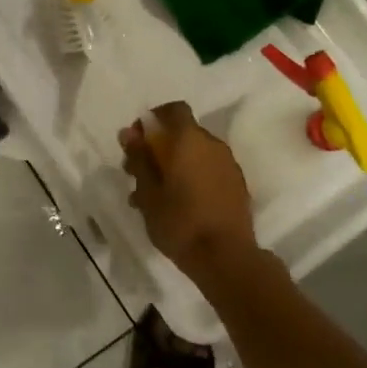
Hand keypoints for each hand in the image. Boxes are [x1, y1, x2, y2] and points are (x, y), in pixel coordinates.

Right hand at [119, 102, 258, 276]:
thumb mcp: (149, 192)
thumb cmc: (180, 222)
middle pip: (182, 134)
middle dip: (158, 148)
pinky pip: (208, 171)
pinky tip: (176, 206)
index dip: (153, 119)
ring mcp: (228, 165)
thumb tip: (129, 133)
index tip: (136, 141)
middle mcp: (213, 145)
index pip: (173, 110)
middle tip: (136, 174)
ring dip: (172, 166)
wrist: (227, 258)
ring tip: (151, 197)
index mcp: (190, 139)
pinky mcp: (236, 186)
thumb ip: (139, 158)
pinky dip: (191, 178)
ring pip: (194, 155)